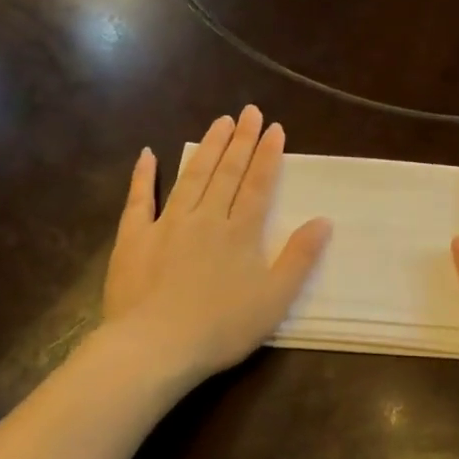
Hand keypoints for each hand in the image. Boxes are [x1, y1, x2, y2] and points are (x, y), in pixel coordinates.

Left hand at [101, 106, 331, 387]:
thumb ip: (299, 258)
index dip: (268, 155)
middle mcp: (206, 218)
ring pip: (192, 177)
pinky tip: (149, 154)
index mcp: (240, 233)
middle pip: (227, 172)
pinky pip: (139, 200)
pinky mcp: (134, 238)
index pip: (259, 185)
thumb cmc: (221, 328)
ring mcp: (167, 224)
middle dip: (241, 141)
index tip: (275, 128)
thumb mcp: (274, 299)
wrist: (154, 347)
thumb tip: (323, 221)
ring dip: (207, 147)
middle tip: (249, 111)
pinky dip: (144, 176)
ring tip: (219, 122)